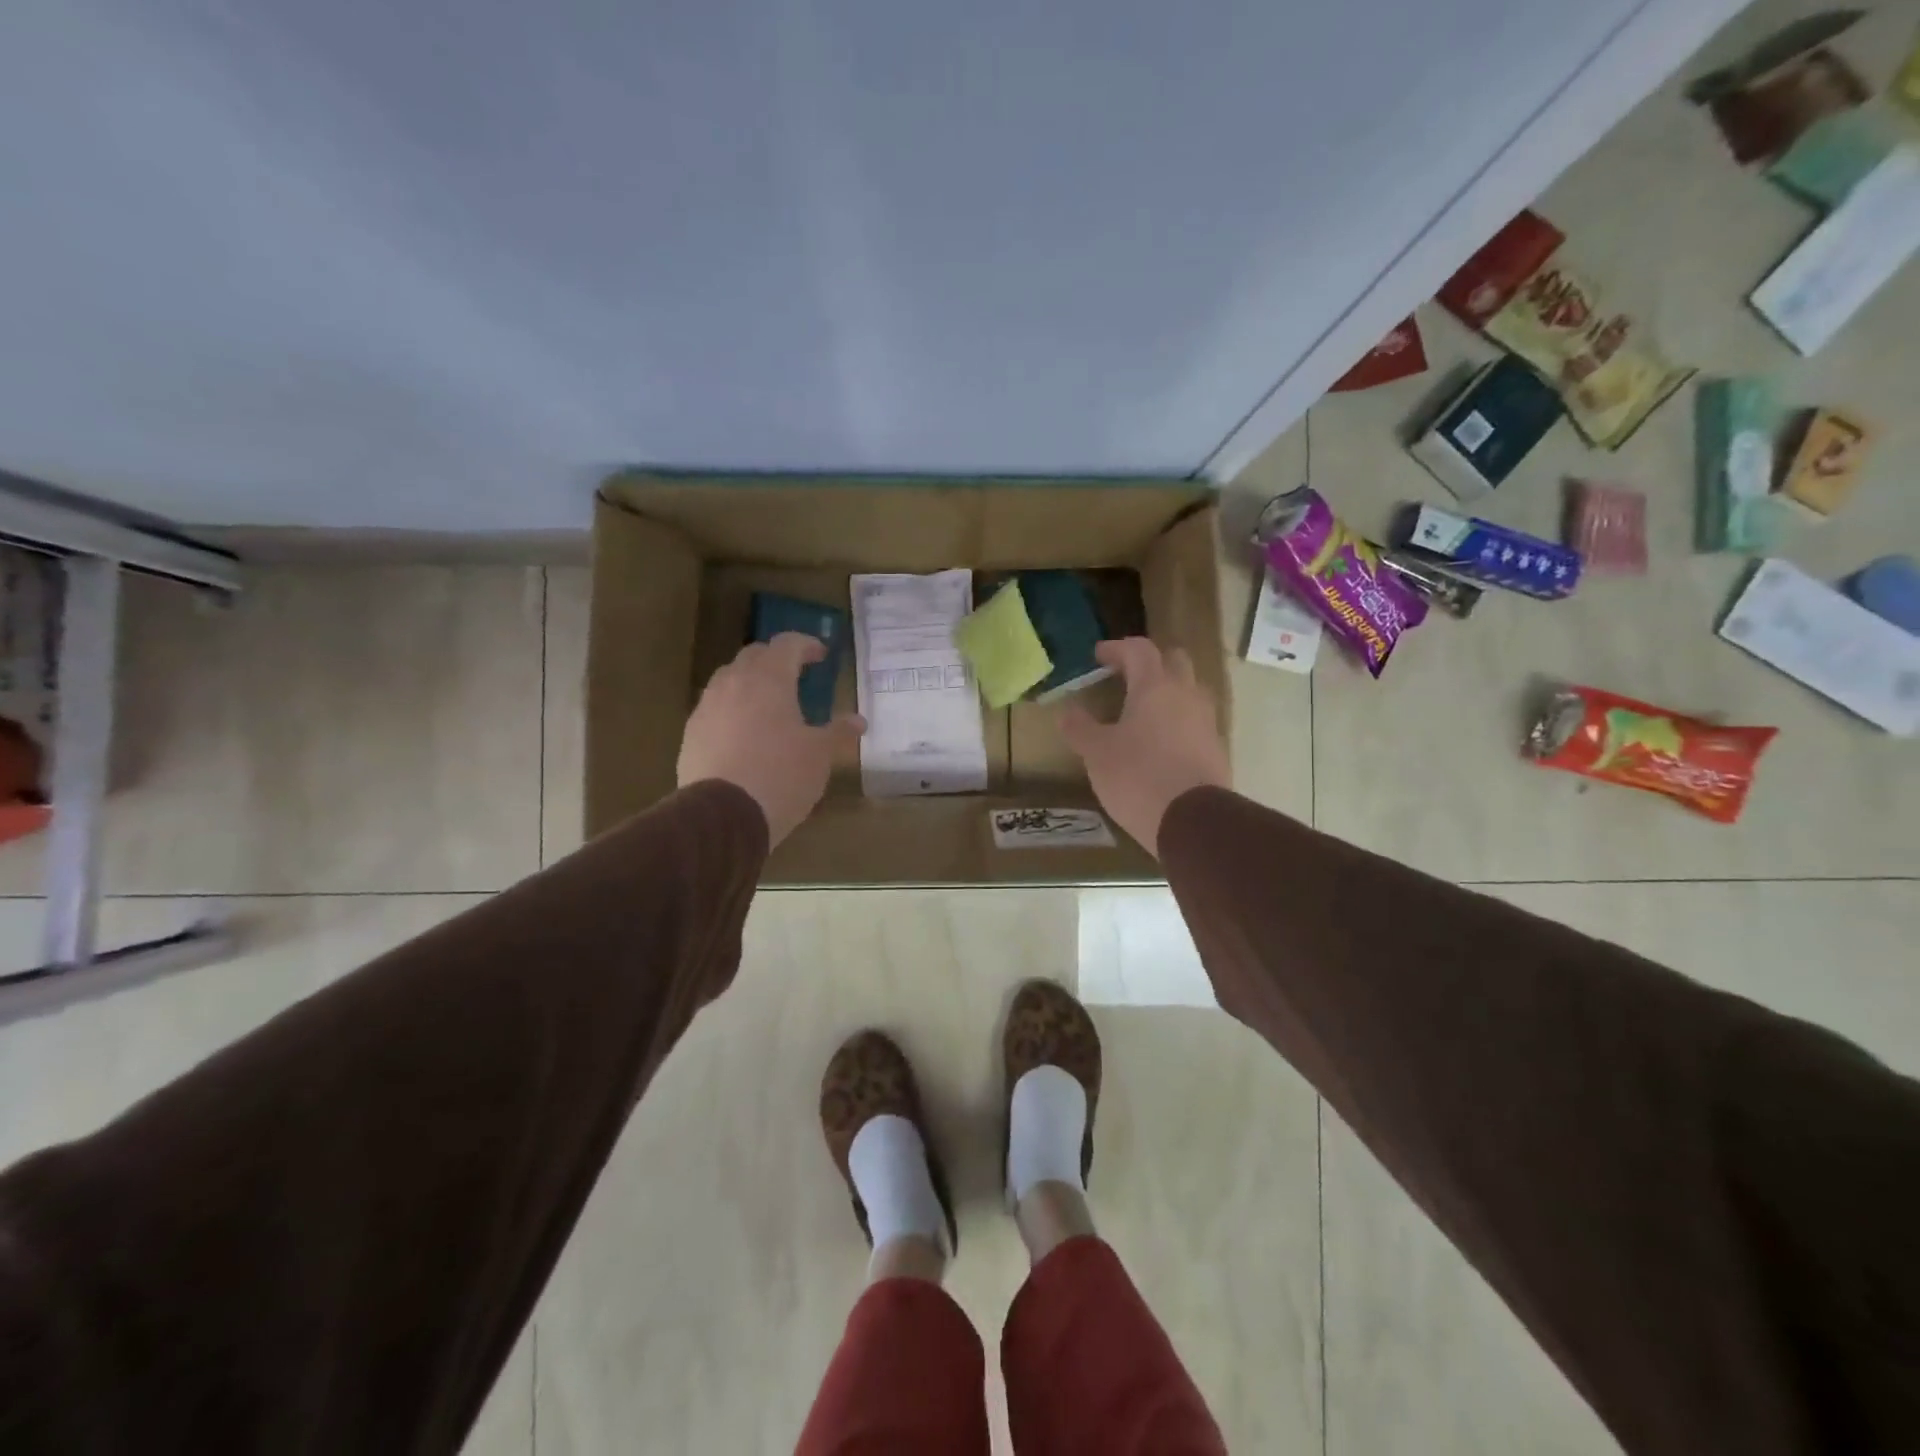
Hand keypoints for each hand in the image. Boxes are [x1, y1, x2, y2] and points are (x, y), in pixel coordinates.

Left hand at [677, 634, 864, 847]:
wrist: (723, 815)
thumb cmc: (781, 775)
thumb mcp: (819, 755)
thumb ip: (838, 732)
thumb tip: (858, 721)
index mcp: (769, 679)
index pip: (787, 644)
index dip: (806, 645)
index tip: (821, 655)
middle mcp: (734, 683)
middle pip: (754, 656)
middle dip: (776, 660)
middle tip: (796, 676)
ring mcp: (707, 707)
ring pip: (730, 679)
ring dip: (751, 683)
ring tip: (769, 704)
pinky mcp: (691, 733)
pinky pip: (715, 708)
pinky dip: (733, 710)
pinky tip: (744, 734)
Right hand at [1060, 638, 1229, 855]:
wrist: (1193, 820)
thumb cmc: (1138, 776)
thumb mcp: (1097, 753)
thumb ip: (1080, 728)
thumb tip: (1067, 712)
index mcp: (1155, 686)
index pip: (1139, 649)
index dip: (1117, 648)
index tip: (1098, 656)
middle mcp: (1186, 695)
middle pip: (1174, 661)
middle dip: (1150, 663)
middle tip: (1127, 676)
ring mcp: (1206, 722)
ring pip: (1189, 692)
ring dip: (1168, 693)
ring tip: (1143, 712)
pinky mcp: (1216, 749)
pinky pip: (1195, 723)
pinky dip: (1177, 722)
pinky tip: (1160, 744)